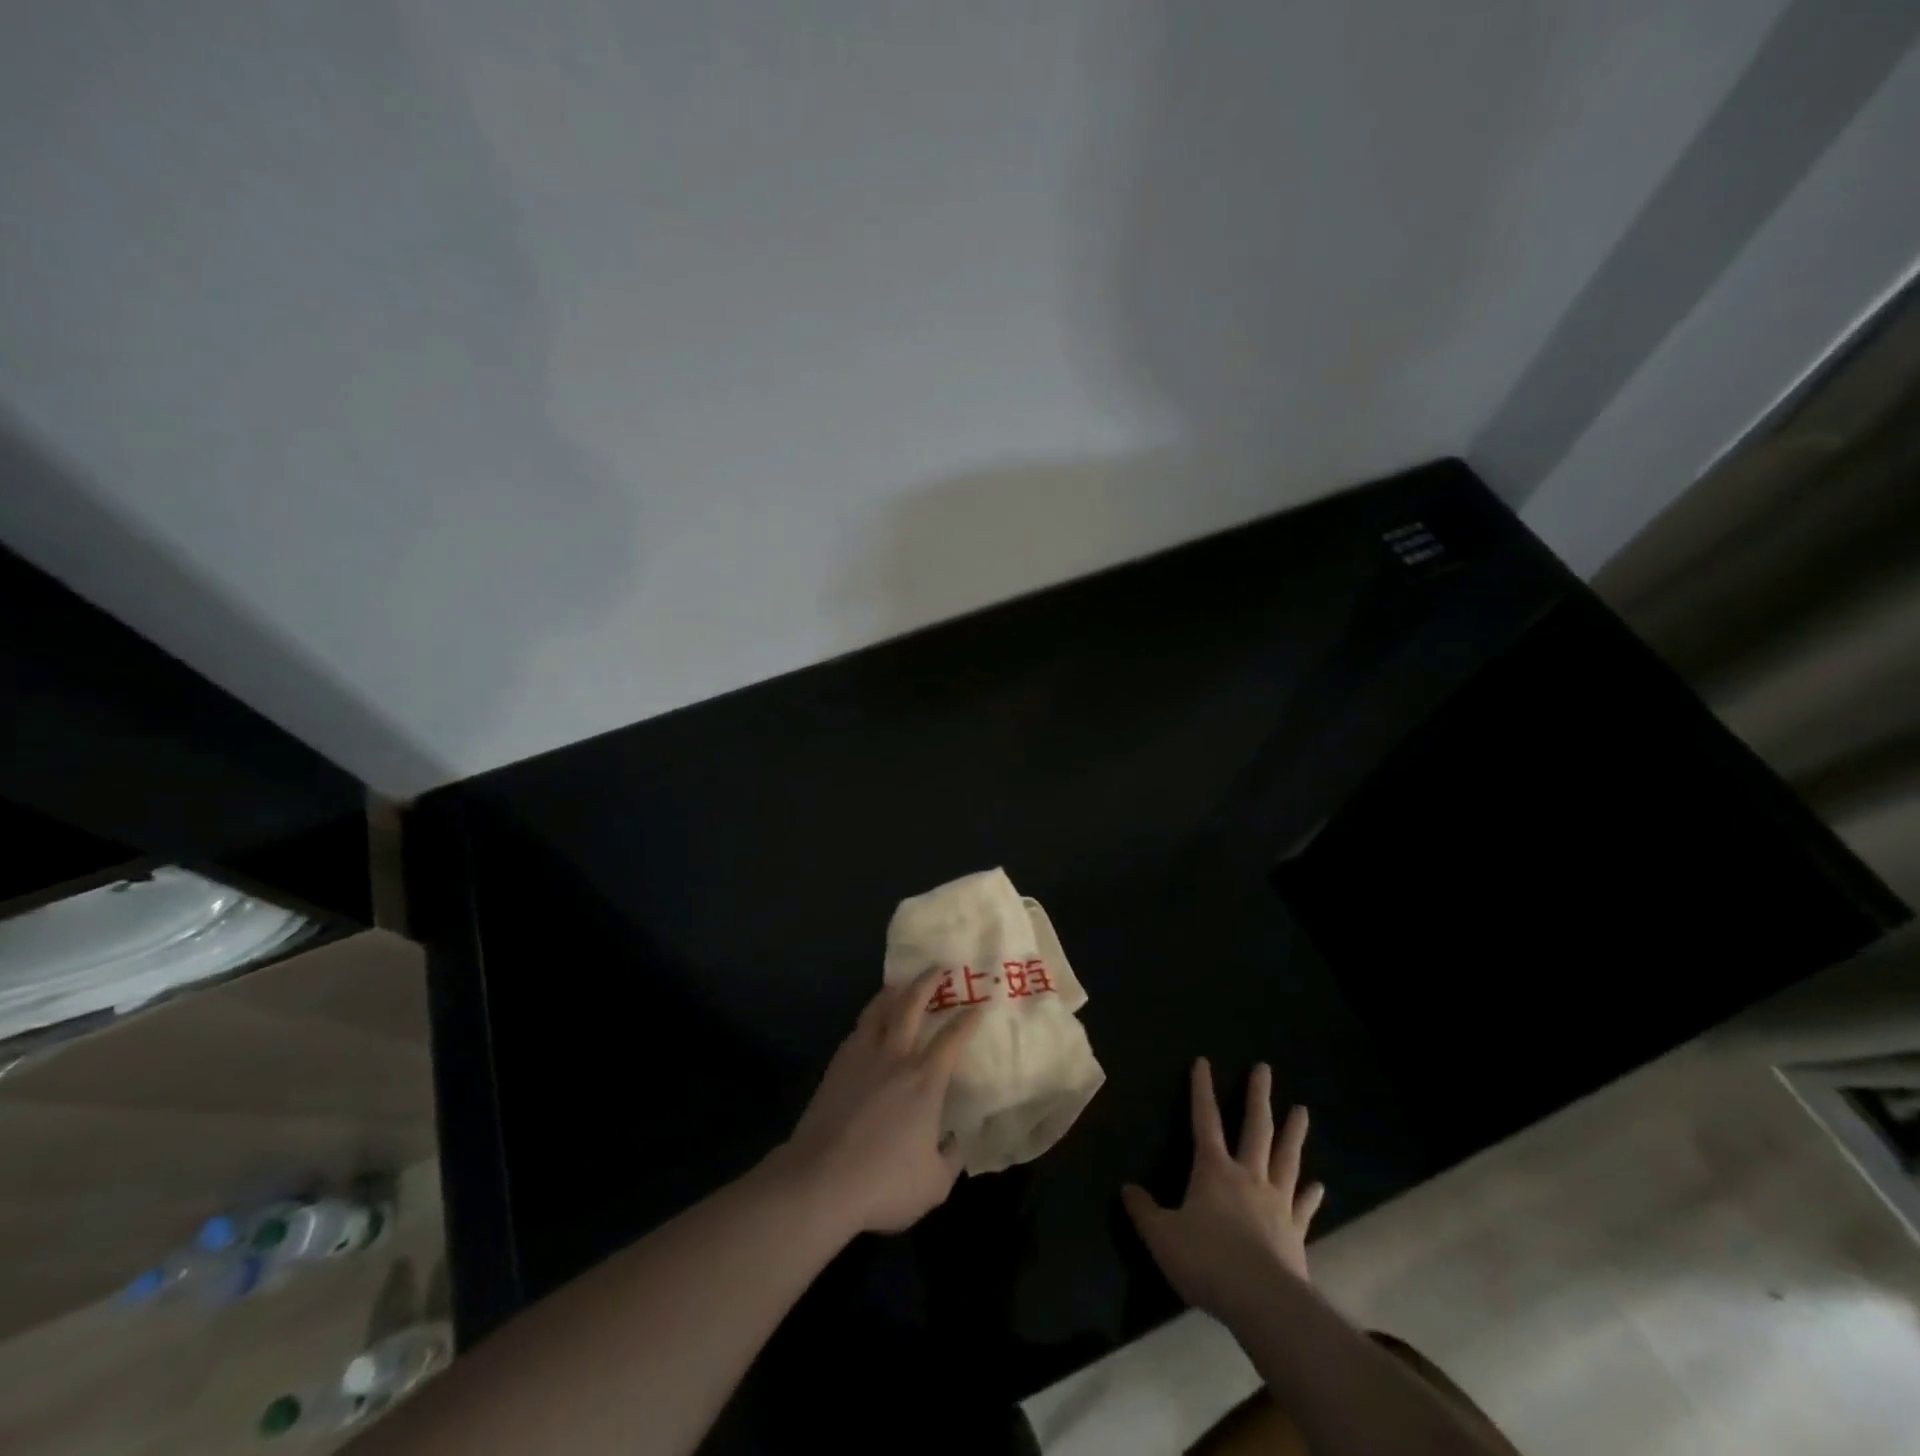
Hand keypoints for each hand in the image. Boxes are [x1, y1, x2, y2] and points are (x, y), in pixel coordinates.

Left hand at [774, 972, 981, 1236]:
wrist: (820, 1180)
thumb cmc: (883, 1183)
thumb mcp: (933, 1185)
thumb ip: (951, 1159)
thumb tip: (956, 1141)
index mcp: (925, 1081)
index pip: (952, 1039)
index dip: (967, 1020)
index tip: (978, 1006)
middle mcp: (896, 1058)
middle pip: (912, 1006)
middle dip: (927, 983)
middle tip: (937, 968)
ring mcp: (862, 1058)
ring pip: (880, 1010)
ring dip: (894, 992)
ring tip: (901, 982)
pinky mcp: (837, 1067)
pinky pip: (858, 1029)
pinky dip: (869, 1016)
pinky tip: (870, 1021)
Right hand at [1123, 1059, 1325, 1322]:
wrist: (1262, 1302)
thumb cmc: (1207, 1261)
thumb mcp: (1161, 1236)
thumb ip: (1144, 1211)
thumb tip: (1127, 1189)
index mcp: (1213, 1169)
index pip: (1204, 1119)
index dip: (1201, 1089)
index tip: (1203, 1061)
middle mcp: (1248, 1176)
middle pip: (1255, 1127)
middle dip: (1258, 1096)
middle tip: (1264, 1068)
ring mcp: (1276, 1202)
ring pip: (1285, 1158)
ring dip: (1293, 1132)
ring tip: (1302, 1110)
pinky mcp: (1295, 1232)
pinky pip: (1303, 1206)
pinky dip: (1311, 1194)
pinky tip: (1319, 1185)